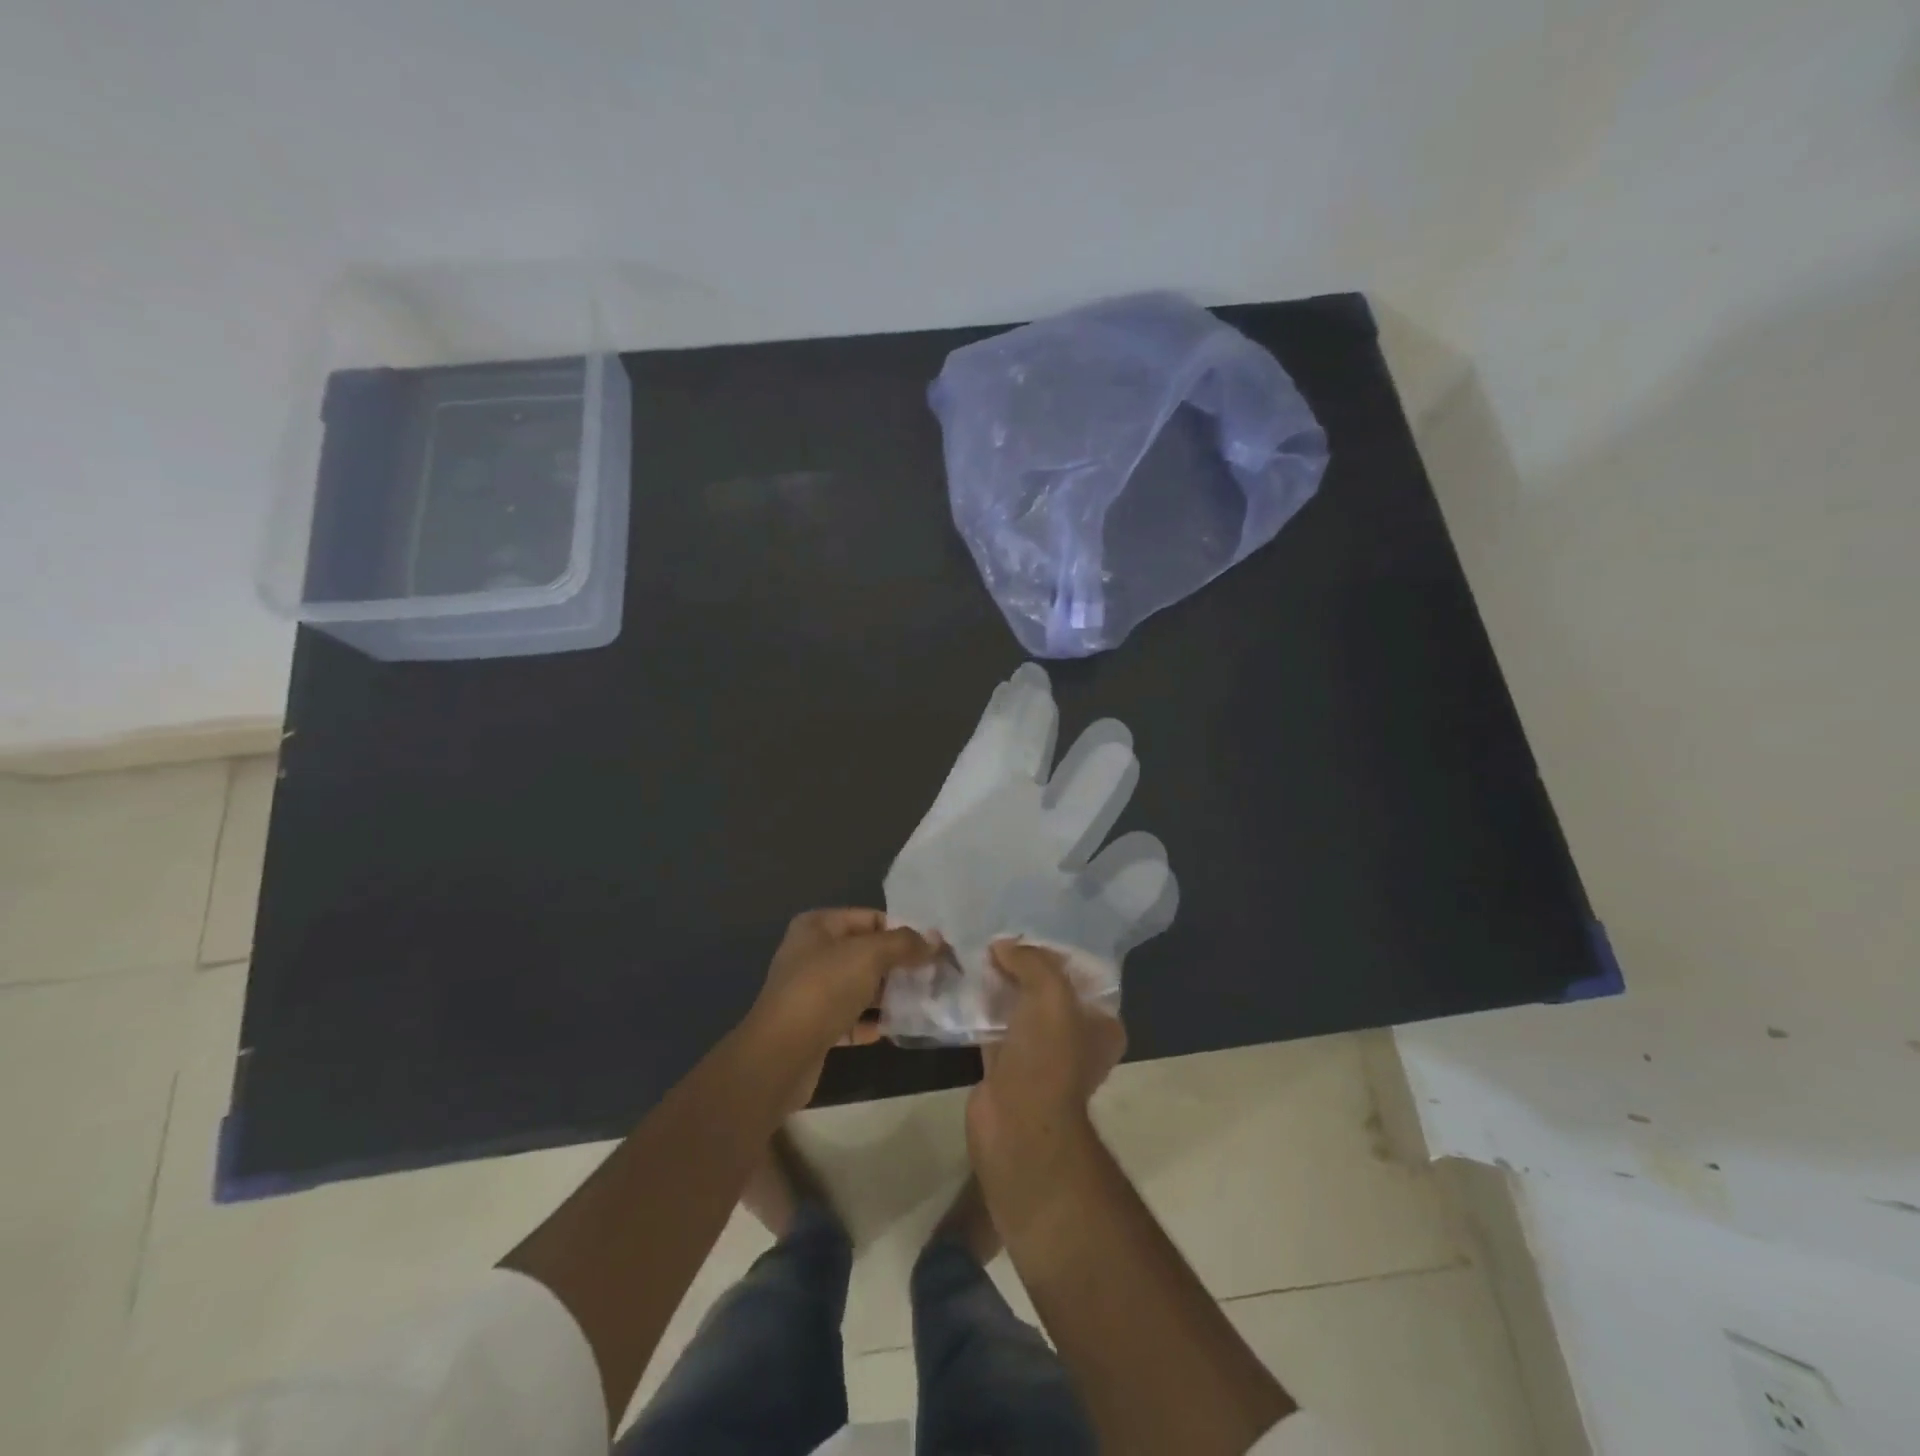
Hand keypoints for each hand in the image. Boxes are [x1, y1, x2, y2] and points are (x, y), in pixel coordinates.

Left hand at [748, 909, 937, 1107]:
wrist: (780, 1055)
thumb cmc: (824, 989)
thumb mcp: (869, 955)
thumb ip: (904, 944)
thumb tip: (935, 941)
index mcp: (817, 926)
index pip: (870, 918)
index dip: (902, 930)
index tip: (933, 948)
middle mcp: (811, 953)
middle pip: (866, 952)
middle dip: (899, 964)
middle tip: (934, 975)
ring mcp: (811, 991)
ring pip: (860, 986)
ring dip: (889, 994)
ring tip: (924, 1000)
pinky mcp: (814, 1026)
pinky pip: (851, 1017)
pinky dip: (872, 1021)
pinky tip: (897, 1028)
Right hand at [967, 939, 1126, 1223]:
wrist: (1018, 1124)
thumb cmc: (1048, 1056)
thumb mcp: (1050, 993)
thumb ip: (1030, 961)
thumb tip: (1002, 946)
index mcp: (1101, 1024)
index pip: (1080, 975)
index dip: (1054, 952)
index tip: (1024, 934)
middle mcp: (1075, 1038)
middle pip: (1047, 990)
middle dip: (1022, 968)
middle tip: (994, 942)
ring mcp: (1040, 1055)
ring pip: (1019, 1009)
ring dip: (999, 987)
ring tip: (974, 956)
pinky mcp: (1007, 1067)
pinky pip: (994, 1028)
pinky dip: (980, 1010)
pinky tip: (962, 987)